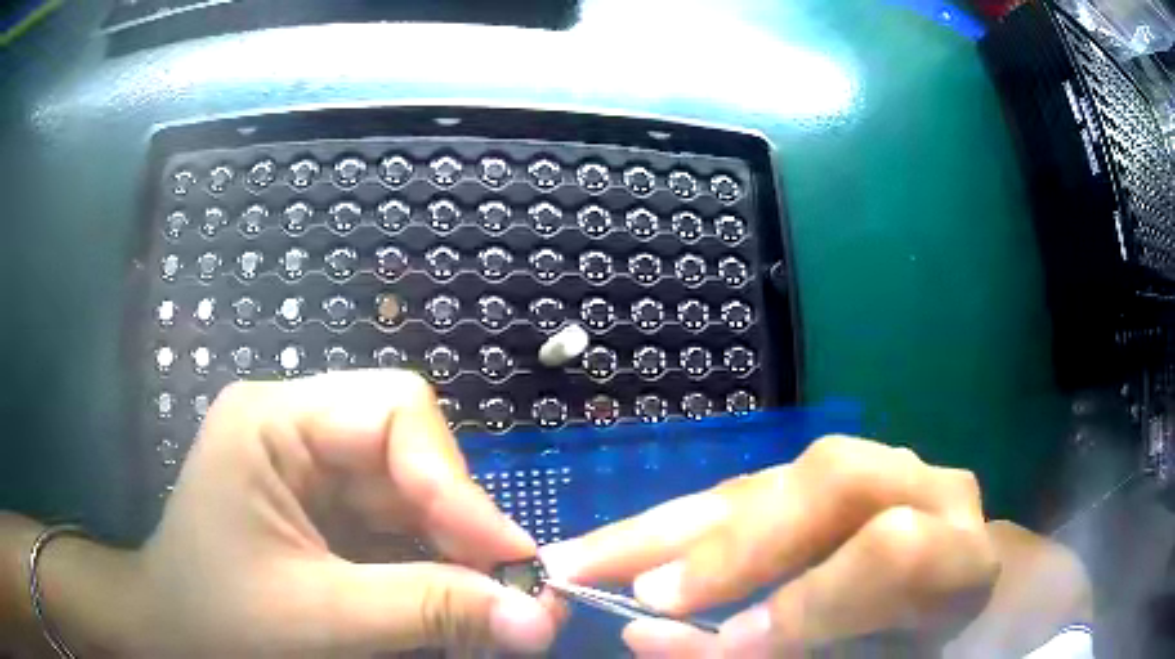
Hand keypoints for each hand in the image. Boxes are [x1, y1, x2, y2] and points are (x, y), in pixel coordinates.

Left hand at [119, 370, 558, 656]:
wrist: (172, 638)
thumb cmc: (219, 624)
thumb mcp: (320, 620)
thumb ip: (431, 613)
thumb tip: (542, 620)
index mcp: (273, 421)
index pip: (393, 411)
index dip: (457, 484)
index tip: (509, 560)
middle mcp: (296, 430)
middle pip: (410, 452)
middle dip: (461, 525)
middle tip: (507, 594)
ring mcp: (310, 471)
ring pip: (413, 494)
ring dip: (454, 554)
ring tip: (485, 609)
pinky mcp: (324, 512)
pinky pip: (398, 527)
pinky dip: (432, 568)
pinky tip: (447, 606)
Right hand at [542, 435, 998, 656]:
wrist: (956, 597)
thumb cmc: (916, 640)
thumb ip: (784, 655)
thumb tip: (654, 639)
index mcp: (960, 557)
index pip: (891, 553)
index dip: (806, 604)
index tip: (722, 646)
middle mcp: (927, 491)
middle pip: (833, 481)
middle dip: (729, 545)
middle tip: (641, 593)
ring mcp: (881, 470)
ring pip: (779, 476)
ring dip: (677, 525)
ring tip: (590, 556)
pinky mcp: (834, 475)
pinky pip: (756, 489)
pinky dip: (686, 522)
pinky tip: (629, 542)